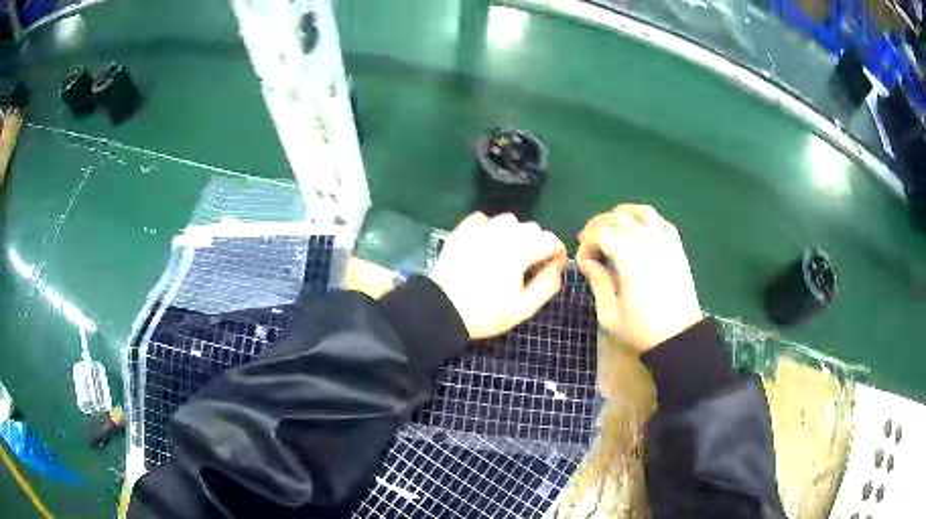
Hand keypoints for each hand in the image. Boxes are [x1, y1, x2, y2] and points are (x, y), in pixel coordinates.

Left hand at [432, 212, 567, 339]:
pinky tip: (487, 244)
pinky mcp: (462, 230)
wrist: (443, 310)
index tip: (553, 267)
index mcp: (520, 250)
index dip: (557, 253)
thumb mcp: (523, 308)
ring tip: (508, 254)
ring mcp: (480, 228)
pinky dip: (490, 228)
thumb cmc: (486, 313)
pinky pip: (484, 219)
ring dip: (515, 234)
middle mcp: (502, 233)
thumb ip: (547, 284)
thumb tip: (559, 266)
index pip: (550, 239)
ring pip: (509, 220)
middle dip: (537, 244)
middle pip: (532, 228)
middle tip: (529, 266)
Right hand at [577, 204, 702, 352]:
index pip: (601, 232)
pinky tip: (639, 231)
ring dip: (622, 214)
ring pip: (641, 212)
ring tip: (612, 227)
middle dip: (598, 227)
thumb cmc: (642, 330)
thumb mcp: (610, 314)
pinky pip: (661, 222)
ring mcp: (665, 242)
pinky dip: (646, 220)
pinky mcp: (677, 248)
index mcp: (629, 257)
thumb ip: (597, 282)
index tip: (584, 263)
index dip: (587, 242)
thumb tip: (587, 262)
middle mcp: (647, 241)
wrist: (678, 338)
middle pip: (617, 217)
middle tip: (591, 245)